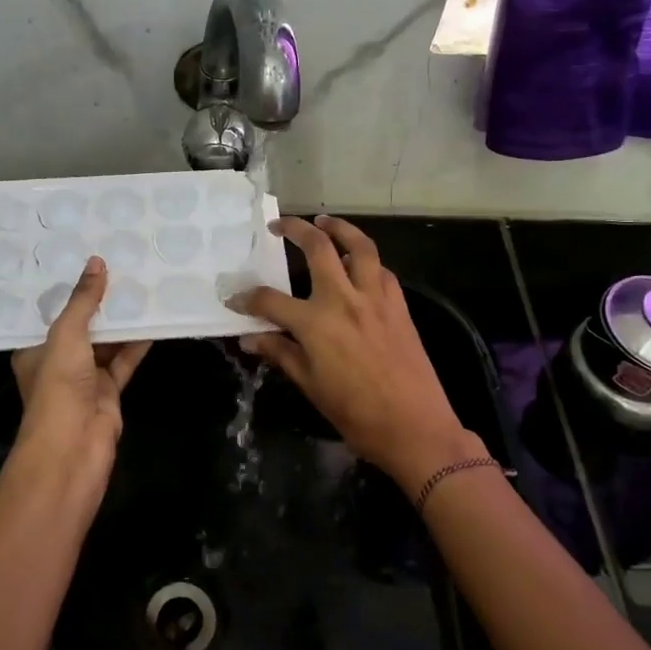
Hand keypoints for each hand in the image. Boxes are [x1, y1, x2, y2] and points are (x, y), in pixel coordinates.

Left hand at [10, 256, 150, 492]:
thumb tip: (97, 262)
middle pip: (82, 327)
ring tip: (142, 288)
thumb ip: (83, 300)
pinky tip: (154, 323)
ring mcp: (85, 379)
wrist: (73, 447)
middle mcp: (58, 362)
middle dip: (100, 304)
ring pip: (106, 344)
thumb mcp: (67, 335)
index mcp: (35, 350)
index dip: (68, 290)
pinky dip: (137, 345)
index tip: (87, 262)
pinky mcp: (109, 392)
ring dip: (122, 323)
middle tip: (121, 268)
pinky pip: (124, 361)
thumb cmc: (59, 386)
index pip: (51, 314)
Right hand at [233, 216, 482, 495]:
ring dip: (339, 228)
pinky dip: (366, 259)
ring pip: (359, 246)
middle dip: (295, 229)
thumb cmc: (357, 414)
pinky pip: (381, 269)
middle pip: (318, 248)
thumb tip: (250, 340)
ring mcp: (375, 298)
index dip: (247, 298)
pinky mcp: (399, 304)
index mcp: (316, 324)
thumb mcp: (310, 386)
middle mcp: (344, 299)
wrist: (415, 428)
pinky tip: (358, 264)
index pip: (270, 301)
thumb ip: (281, 354)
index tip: (234, 298)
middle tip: (280, 224)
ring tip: (325, 222)